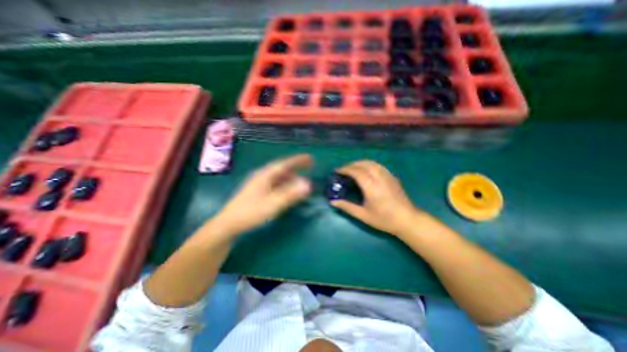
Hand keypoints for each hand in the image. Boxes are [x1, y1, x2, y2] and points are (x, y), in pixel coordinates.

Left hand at [212, 154, 312, 235]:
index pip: (284, 164)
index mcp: (265, 175)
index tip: (310, 158)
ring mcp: (260, 184)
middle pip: (282, 168)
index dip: (298, 160)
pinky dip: (285, 184)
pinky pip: (276, 183)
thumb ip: (291, 194)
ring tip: (302, 178)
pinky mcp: (259, 191)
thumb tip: (308, 184)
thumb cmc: (251, 212)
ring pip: (279, 176)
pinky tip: (289, 189)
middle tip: (309, 165)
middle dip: (296, 166)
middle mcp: (262, 176)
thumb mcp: (273, 204)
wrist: (229, 224)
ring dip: (291, 176)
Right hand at [330, 161, 423, 236]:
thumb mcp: (363, 215)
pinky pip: (378, 165)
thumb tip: (333, 202)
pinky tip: (366, 170)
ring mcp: (387, 175)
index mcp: (371, 186)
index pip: (356, 171)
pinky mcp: (392, 176)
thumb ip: (347, 207)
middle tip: (343, 170)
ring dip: (360, 162)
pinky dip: (369, 164)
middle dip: (351, 164)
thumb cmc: (384, 219)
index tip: (337, 171)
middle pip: (363, 164)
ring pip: (371, 162)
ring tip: (352, 168)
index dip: (345, 169)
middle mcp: (379, 177)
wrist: (407, 220)